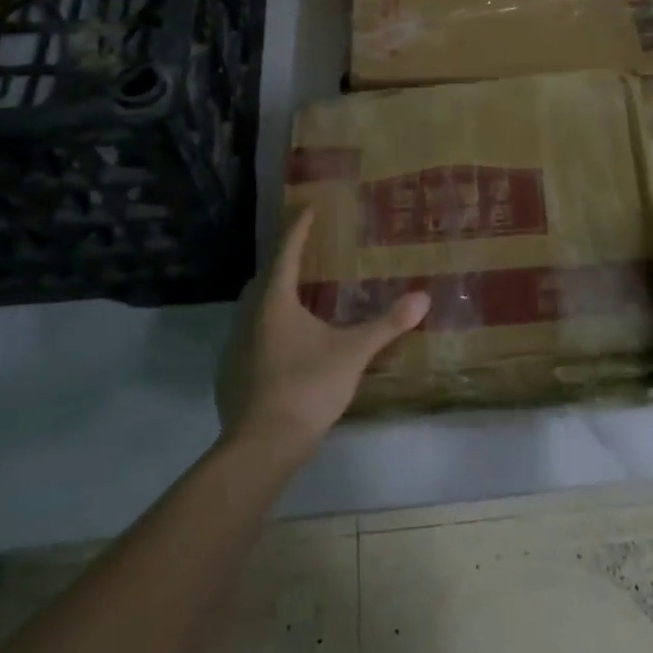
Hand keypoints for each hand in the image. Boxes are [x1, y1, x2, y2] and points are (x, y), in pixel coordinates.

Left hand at [215, 207, 429, 456]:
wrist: (261, 446)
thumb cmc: (306, 387)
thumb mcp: (352, 353)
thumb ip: (386, 325)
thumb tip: (422, 298)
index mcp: (275, 302)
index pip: (287, 252)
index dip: (299, 228)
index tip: (308, 206)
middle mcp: (249, 317)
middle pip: (265, 278)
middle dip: (285, 262)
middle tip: (307, 254)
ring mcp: (235, 347)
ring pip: (254, 309)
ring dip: (274, 297)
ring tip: (300, 299)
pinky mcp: (231, 374)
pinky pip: (250, 337)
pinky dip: (267, 329)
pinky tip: (284, 346)